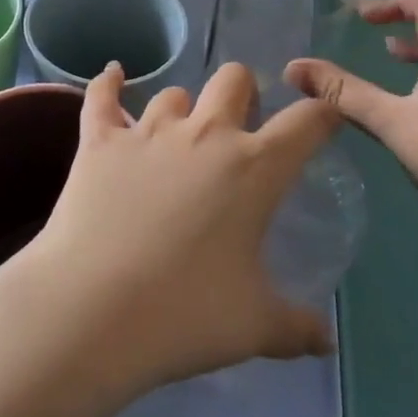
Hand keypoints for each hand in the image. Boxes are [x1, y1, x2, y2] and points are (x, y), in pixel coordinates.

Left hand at [18, 63, 339, 393]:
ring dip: (182, 109)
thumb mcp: (254, 326)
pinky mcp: (99, 141)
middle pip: (234, 79)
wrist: (91, 311)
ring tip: (178, 135)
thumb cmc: (184, 314)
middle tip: (241, 127)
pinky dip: (108, 83)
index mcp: (253, 168)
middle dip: (245, 93)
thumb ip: (296, 327)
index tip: (325, 119)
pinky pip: (102, 96)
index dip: (323, 114)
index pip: (306, 122)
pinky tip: (112, 75)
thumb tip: (325, 341)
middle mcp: (204, 134)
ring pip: (173, 93)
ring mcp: (148, 132)